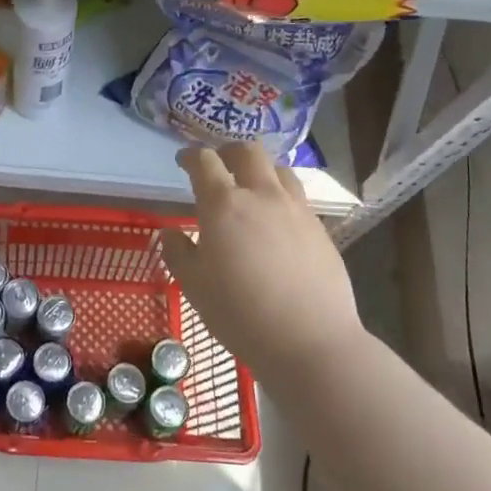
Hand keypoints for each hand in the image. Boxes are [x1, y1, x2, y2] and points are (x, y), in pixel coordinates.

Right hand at [159, 143, 365, 378]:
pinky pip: (298, 198)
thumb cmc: (240, 313)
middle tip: (218, 164)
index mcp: (223, 204)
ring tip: (251, 186)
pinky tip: (277, 221)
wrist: (310, 340)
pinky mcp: (320, 229)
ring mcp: (296, 210)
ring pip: (279, 170)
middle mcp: (262, 196)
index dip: (190, 156)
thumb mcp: (193, 285)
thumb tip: (170, 232)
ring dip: (260, 169)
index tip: (183, 161)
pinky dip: (281, 197)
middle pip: (248, 152)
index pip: (204, 162)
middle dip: (228, 150)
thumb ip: (178, 252)